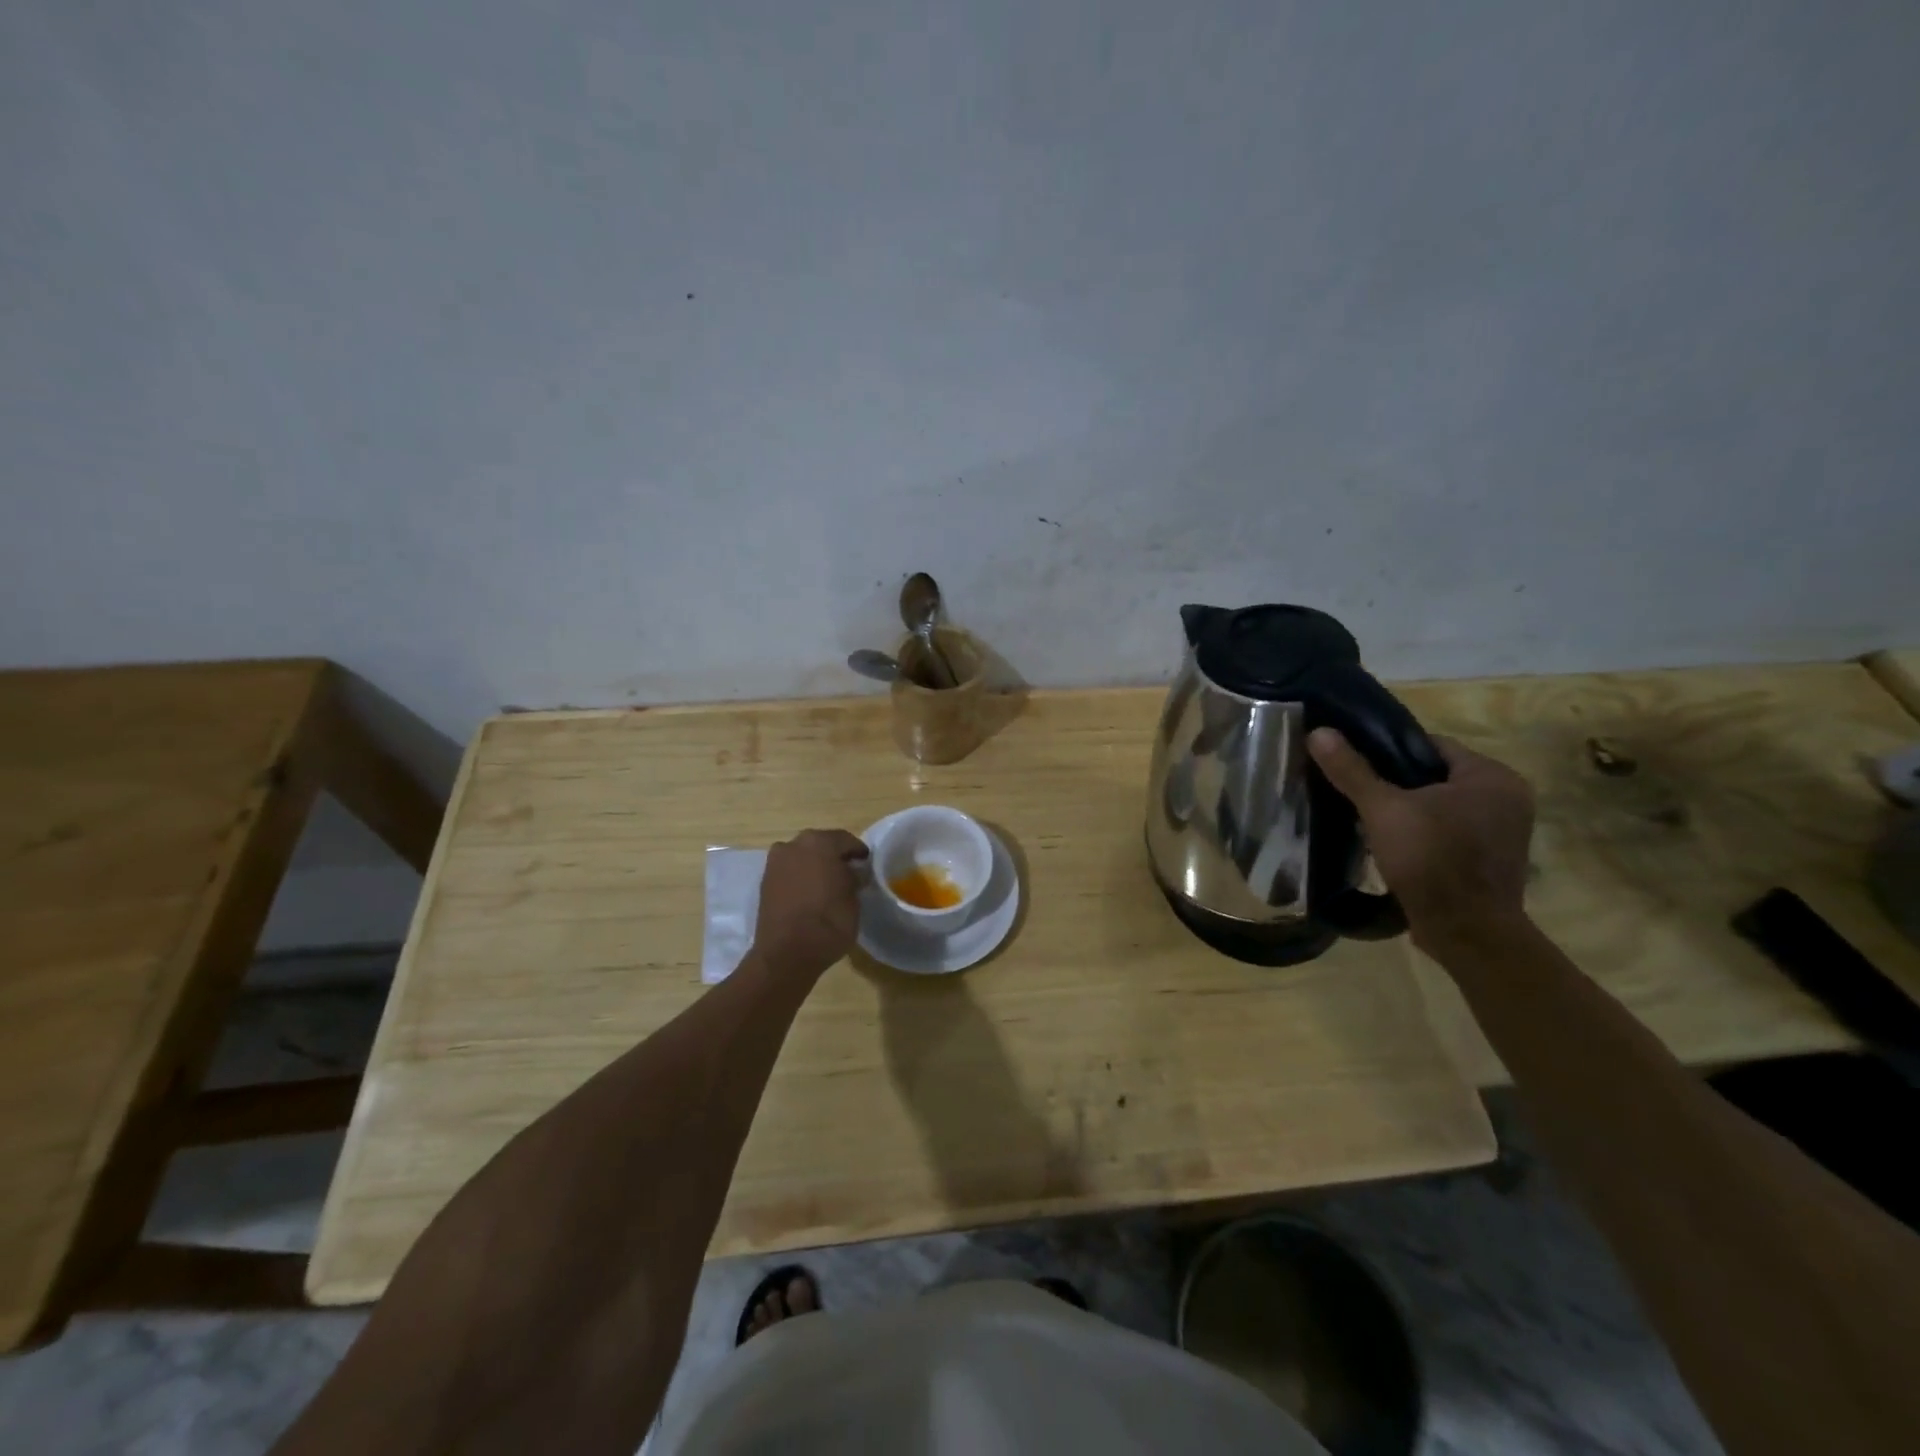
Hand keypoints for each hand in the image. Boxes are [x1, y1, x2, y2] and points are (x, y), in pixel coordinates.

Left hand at [752, 829, 869, 978]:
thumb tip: (852, 872)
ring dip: (814, 866)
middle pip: (820, 844)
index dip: (858, 852)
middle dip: (833, 856)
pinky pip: (789, 872)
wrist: (787, 954)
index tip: (866, 864)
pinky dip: (800, 878)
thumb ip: (853, 878)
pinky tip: (810, 894)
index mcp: (819, 842)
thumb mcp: (854, 898)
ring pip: (802, 857)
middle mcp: (793, 845)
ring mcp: (775, 863)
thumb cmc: (829, 921)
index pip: (845, 840)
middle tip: (848, 873)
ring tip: (828, 885)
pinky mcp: (764, 882)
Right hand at [1307, 728, 1534, 949]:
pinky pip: (1449, 833)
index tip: (1354, 764)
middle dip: (1395, 784)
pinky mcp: (1491, 861)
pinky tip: (1391, 845)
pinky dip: (1422, 835)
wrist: (1466, 933)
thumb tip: (1318, 732)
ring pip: (1441, 807)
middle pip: (1434, 776)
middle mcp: (1508, 798)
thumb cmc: (1431, 860)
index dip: (1387, 751)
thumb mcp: (1383, 810)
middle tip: (1355, 792)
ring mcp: (1503, 833)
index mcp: (1492, 776)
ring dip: (1408, 812)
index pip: (1431, 745)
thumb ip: (1352, 770)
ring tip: (1366, 818)